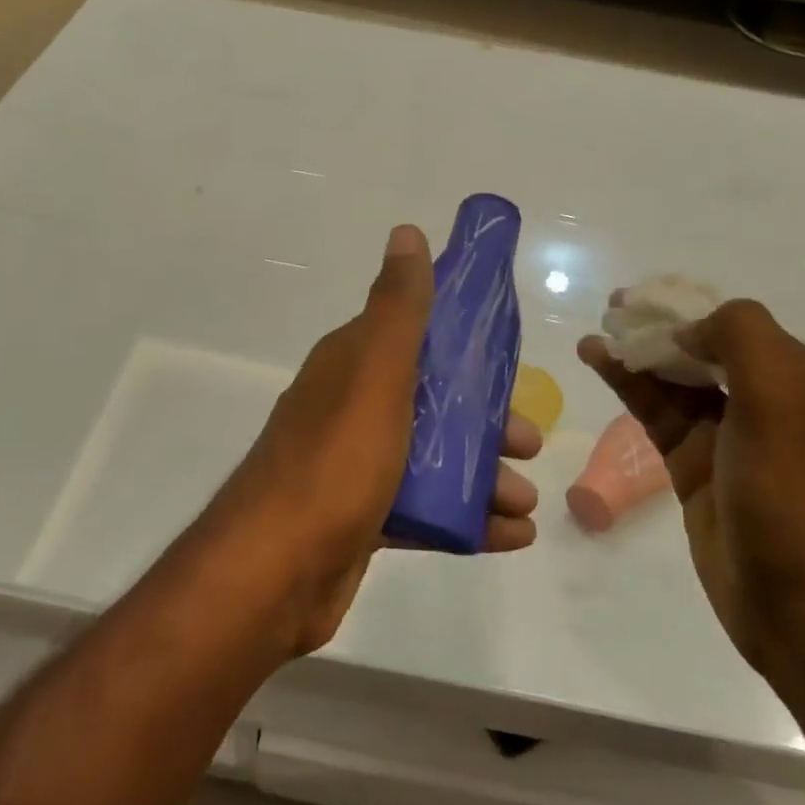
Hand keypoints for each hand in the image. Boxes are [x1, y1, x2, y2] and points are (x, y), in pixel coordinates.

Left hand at [203, 225, 539, 655]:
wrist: (275, 571)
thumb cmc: (336, 461)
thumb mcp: (375, 373)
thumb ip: (398, 308)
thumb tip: (407, 232)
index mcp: (351, 367)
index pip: (414, 339)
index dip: (462, 347)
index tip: (508, 365)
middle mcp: (350, 409)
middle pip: (431, 402)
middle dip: (485, 422)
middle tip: (529, 443)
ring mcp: (354, 467)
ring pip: (432, 459)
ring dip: (483, 475)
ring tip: (525, 502)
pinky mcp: (361, 520)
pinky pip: (424, 510)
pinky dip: (466, 519)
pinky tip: (510, 536)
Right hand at [579, 299, 804, 676]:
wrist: (801, 600)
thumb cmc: (792, 491)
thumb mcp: (780, 397)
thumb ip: (740, 338)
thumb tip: (688, 331)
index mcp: (792, 376)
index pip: (731, 322)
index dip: (685, 305)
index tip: (641, 298)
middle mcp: (760, 400)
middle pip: (698, 347)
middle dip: (656, 326)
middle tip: (611, 311)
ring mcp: (724, 436)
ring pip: (671, 380)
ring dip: (634, 354)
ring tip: (592, 339)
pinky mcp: (692, 467)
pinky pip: (655, 413)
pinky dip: (627, 386)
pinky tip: (597, 366)